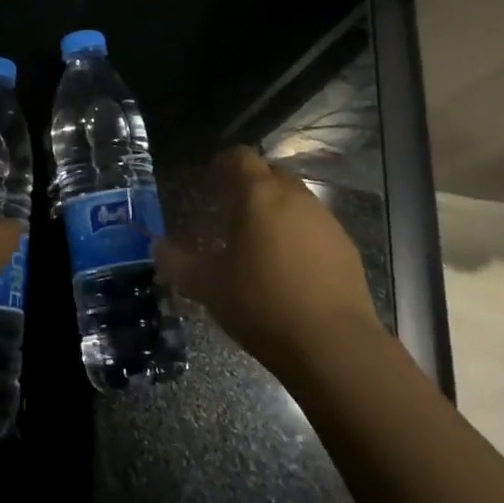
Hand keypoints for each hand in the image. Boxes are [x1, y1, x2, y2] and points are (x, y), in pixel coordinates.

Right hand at [155, 146, 380, 376]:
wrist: (334, 346)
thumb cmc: (263, 304)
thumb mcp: (209, 287)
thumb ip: (178, 263)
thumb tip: (157, 247)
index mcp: (258, 195)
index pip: (240, 156)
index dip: (224, 164)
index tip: (211, 181)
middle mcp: (294, 196)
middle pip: (270, 173)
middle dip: (251, 185)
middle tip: (233, 212)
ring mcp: (325, 219)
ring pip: (296, 199)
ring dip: (277, 210)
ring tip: (262, 241)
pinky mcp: (346, 246)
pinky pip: (316, 226)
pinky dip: (300, 234)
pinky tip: (292, 267)